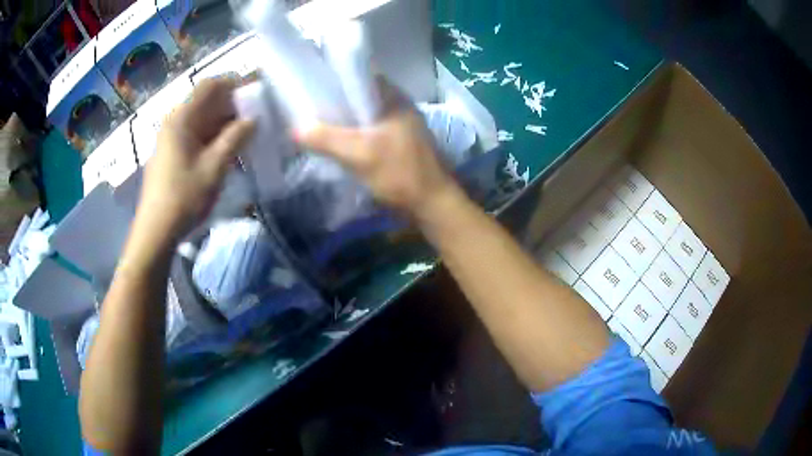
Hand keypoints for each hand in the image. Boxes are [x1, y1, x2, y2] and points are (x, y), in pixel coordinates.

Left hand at [139, 79, 254, 239]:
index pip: (210, 86)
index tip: (258, 91)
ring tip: (248, 132)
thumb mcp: (214, 167)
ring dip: (225, 121)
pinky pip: (197, 134)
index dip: (235, 83)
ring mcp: (172, 138)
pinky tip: (230, 148)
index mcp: (181, 119)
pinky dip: (215, 135)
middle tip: (258, 114)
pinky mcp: (172, 153)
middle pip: (206, 101)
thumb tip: (253, 119)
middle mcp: (175, 122)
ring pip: (203, 118)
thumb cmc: (183, 198)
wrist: (156, 231)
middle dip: (233, 103)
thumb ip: (235, 138)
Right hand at [296, 81, 460, 218]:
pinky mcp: (398, 142)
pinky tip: (337, 143)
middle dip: (335, 101)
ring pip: (364, 115)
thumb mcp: (359, 154)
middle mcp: (398, 105)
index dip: (335, 77)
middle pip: (360, 95)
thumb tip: (295, 128)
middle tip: (309, 108)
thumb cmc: (400, 173)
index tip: (312, 84)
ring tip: (317, 123)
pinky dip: (354, 134)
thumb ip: (326, 139)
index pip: (360, 74)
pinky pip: (370, 131)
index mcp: (393, 98)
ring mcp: (400, 124)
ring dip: (344, 120)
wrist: (432, 205)